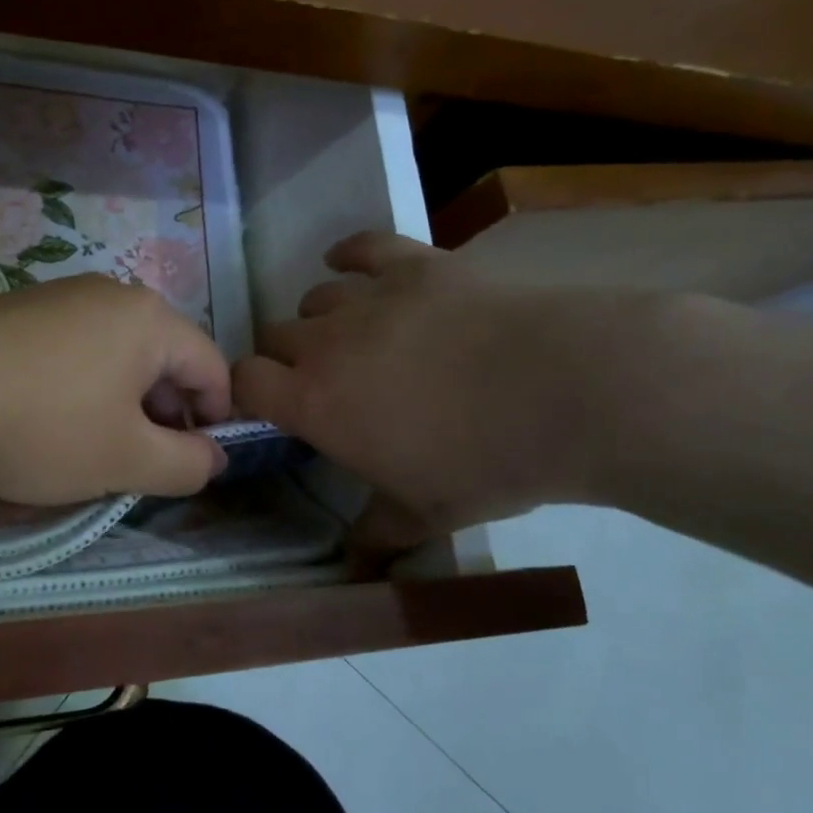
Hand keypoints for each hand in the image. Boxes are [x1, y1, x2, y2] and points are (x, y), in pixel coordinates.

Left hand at [0, 274, 231, 504]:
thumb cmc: (42, 426)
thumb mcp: (125, 460)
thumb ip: (186, 464)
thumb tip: (215, 457)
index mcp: (151, 320)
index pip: (213, 369)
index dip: (216, 419)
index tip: (194, 462)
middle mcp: (114, 293)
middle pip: (166, 358)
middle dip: (166, 413)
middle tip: (142, 461)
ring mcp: (65, 295)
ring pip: (121, 353)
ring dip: (124, 401)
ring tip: (95, 443)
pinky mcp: (25, 307)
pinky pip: (79, 346)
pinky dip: (86, 383)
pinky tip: (53, 415)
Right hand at [231, 232, 638, 549]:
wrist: (566, 392)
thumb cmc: (485, 463)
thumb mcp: (425, 514)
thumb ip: (377, 534)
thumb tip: (356, 565)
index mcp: (315, 401)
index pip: (246, 382)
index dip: (249, 392)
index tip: (273, 408)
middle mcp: (326, 343)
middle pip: (276, 335)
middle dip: (287, 358)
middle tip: (323, 382)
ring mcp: (369, 297)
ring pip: (316, 297)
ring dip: (322, 319)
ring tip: (350, 336)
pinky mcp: (413, 265)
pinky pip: (363, 247)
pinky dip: (350, 255)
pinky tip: (348, 262)